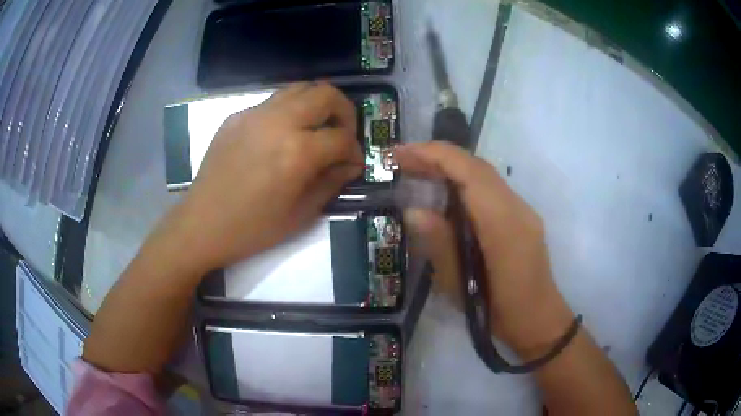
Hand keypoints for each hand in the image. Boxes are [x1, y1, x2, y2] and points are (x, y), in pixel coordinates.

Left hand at [167, 82, 362, 272]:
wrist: (202, 224)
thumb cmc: (252, 228)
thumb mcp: (300, 214)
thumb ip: (331, 182)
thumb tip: (349, 164)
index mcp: (297, 152)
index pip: (342, 137)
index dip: (355, 151)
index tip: (352, 163)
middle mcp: (278, 122)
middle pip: (326, 93)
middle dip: (344, 111)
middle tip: (341, 134)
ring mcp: (254, 114)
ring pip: (299, 88)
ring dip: (317, 104)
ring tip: (315, 128)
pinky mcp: (236, 116)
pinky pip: (272, 102)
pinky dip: (288, 111)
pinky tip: (281, 136)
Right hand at [396, 142, 573, 355]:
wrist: (539, 320)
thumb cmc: (500, 313)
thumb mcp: (461, 287)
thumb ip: (440, 245)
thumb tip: (413, 210)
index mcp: (504, 225)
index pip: (470, 173)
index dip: (434, 156)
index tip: (399, 154)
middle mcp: (517, 208)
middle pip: (477, 166)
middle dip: (437, 156)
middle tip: (400, 161)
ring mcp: (523, 210)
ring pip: (484, 174)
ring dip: (449, 166)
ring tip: (415, 171)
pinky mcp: (522, 215)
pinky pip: (490, 187)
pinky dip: (463, 180)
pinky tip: (443, 190)